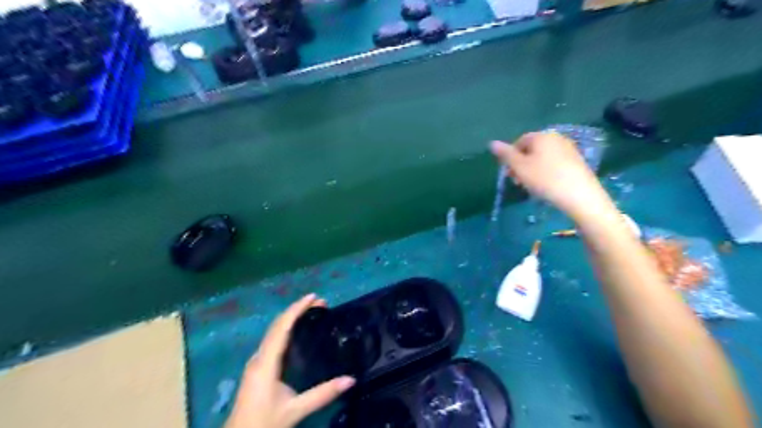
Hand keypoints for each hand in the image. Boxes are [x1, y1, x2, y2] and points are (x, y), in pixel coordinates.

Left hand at [225, 296, 357, 427]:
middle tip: (319, 303)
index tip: (314, 297)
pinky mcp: (257, 367)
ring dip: (291, 317)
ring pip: (273, 331)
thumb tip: (351, 379)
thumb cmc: (264, 424)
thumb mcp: (296, 410)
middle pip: (277, 325)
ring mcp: (256, 362)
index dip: (297, 309)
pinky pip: (272, 339)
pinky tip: (296, 331)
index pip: (282, 327)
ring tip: (311, 312)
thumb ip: (323, 394)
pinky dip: (286, 328)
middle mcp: (259, 357)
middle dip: (297, 310)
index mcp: (266, 363)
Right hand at [491, 132, 615, 220]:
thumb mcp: (519, 167)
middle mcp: (556, 138)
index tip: (510, 174)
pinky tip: (547, 186)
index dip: (511, 158)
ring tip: (531, 187)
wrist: (580, 196)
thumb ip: (505, 154)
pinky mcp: (577, 161)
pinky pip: (554, 163)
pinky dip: (546, 172)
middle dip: (521, 164)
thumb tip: (492, 143)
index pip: (519, 142)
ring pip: (542, 157)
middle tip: (518, 182)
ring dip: (532, 170)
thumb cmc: (545, 179)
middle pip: (531, 149)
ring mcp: (569, 149)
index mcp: (541, 136)